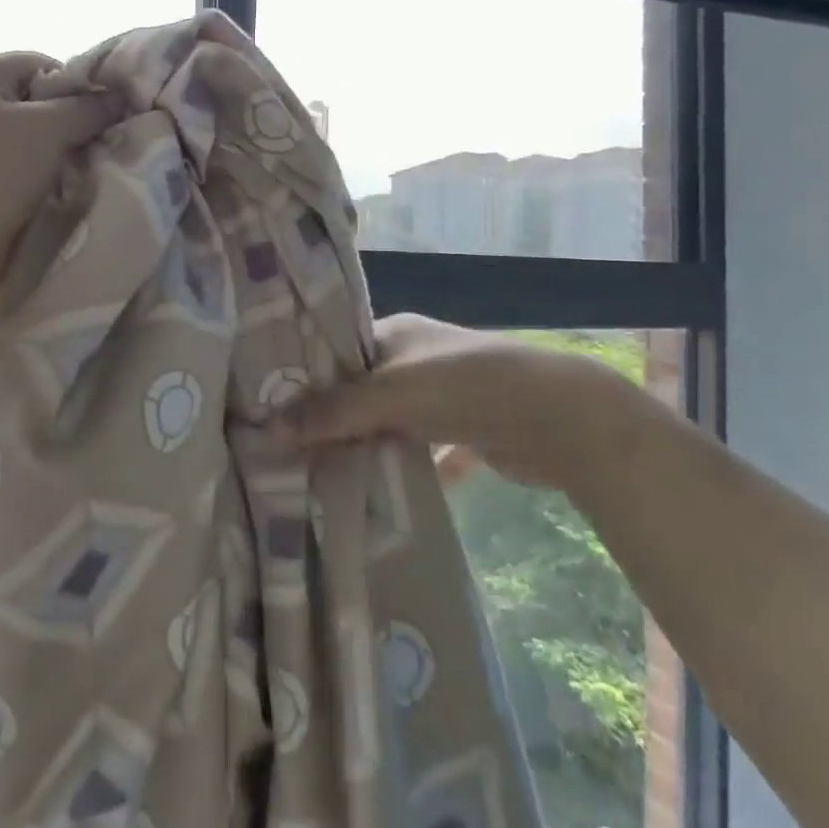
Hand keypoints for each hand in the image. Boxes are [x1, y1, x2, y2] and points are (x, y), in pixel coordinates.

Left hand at [0, 51, 121, 298]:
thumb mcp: (48, 129)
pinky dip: (40, 182)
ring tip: (80, 179)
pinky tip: (59, 198)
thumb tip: (121, 97)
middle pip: (37, 105)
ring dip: (58, 159)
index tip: (102, 121)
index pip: (42, 66)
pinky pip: (18, 171)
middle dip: (70, 128)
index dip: (79, 90)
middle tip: (96, 152)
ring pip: (31, 142)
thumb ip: (88, 109)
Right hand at [286, 313, 657, 492]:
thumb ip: (332, 411)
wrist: (560, 418)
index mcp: (394, 333)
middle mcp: (416, 360)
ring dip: (365, 446)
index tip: (269, 405)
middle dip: (330, 419)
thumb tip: (269, 428)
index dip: (305, 376)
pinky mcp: (467, 433)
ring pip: (389, 423)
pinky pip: (423, 453)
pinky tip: (376, 494)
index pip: (336, 350)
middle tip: (288, 449)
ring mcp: (443, 397)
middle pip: (360, 391)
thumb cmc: (464, 386)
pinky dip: (405, 470)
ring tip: (318, 474)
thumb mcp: (391, 393)